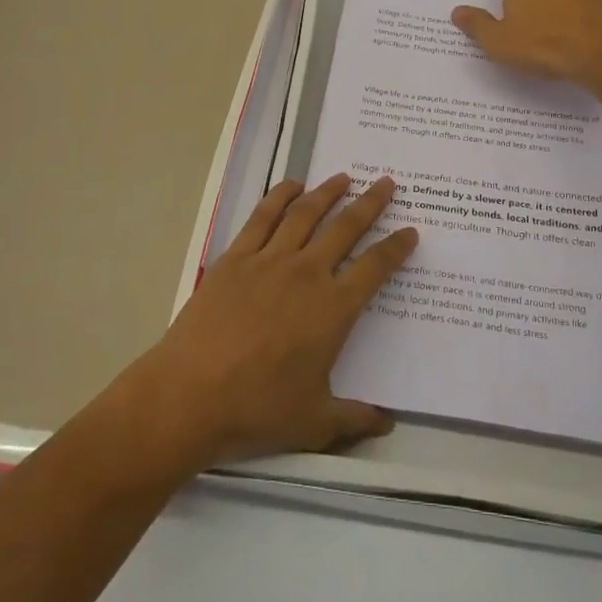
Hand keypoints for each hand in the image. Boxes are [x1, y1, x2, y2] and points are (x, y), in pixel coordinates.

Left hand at [127, 174, 416, 470]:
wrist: (190, 395)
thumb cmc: (257, 409)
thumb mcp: (314, 423)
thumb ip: (355, 419)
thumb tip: (388, 423)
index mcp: (333, 309)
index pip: (375, 268)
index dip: (396, 247)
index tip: (410, 230)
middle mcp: (307, 274)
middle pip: (346, 228)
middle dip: (370, 203)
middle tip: (386, 183)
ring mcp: (269, 261)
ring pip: (306, 214)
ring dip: (328, 192)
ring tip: (343, 177)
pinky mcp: (236, 258)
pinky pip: (263, 217)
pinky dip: (280, 196)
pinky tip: (291, 186)